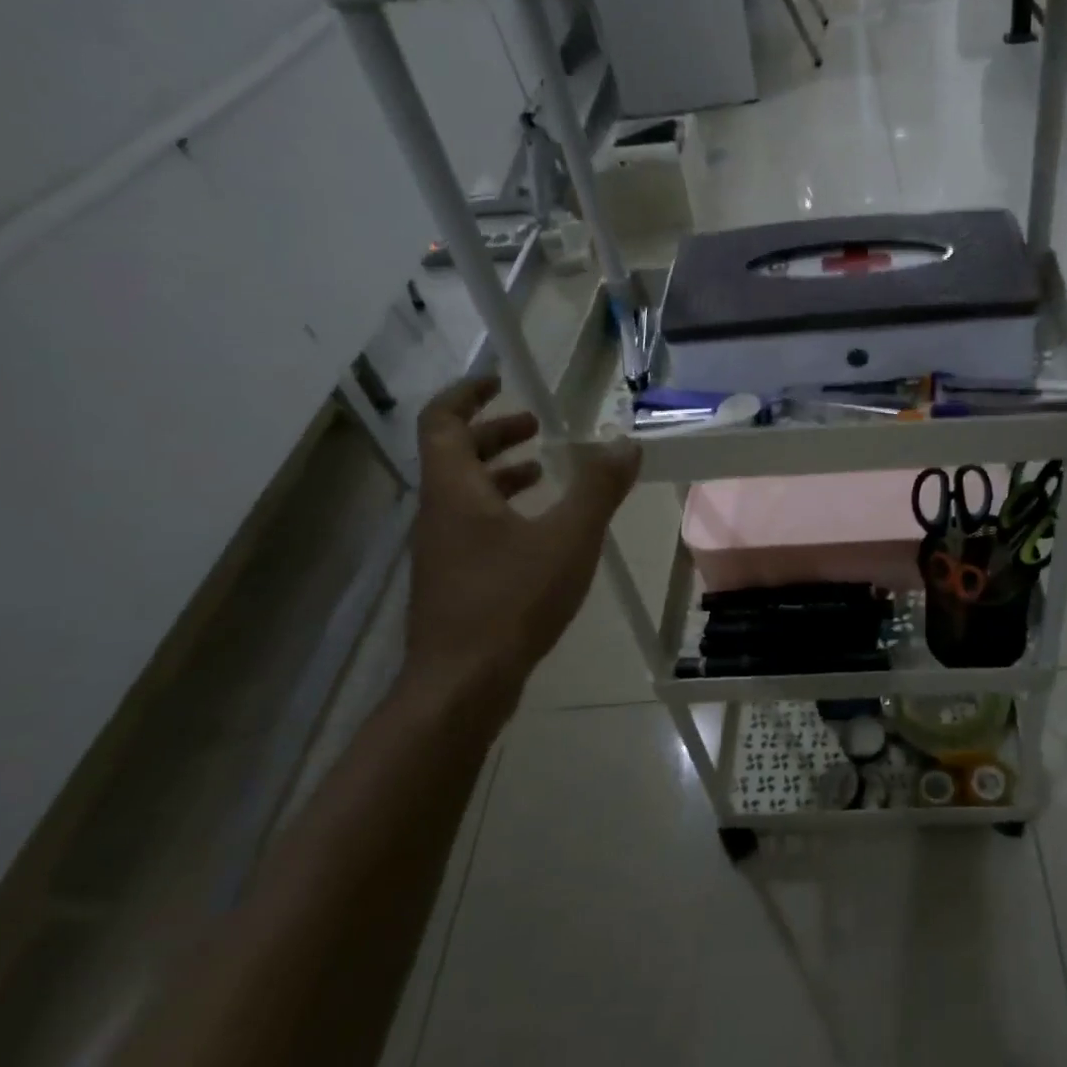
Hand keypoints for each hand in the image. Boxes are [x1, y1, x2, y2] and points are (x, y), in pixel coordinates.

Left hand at [403, 377, 639, 730]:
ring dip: (500, 474)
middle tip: (536, 428)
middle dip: (495, 434)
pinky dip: (503, 512)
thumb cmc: (511, 600)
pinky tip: (539, 533)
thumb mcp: (568, 537)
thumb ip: (598, 488)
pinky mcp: (454, 582)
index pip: (443, 421)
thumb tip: (626, 444)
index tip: (501, 382)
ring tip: (542, 472)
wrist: (462, 685)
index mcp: (455, 490)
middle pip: (455, 455)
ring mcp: (442, 551)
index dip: (468, 394)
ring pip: (465, 495)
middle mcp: (439, 514)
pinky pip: (474, 527)